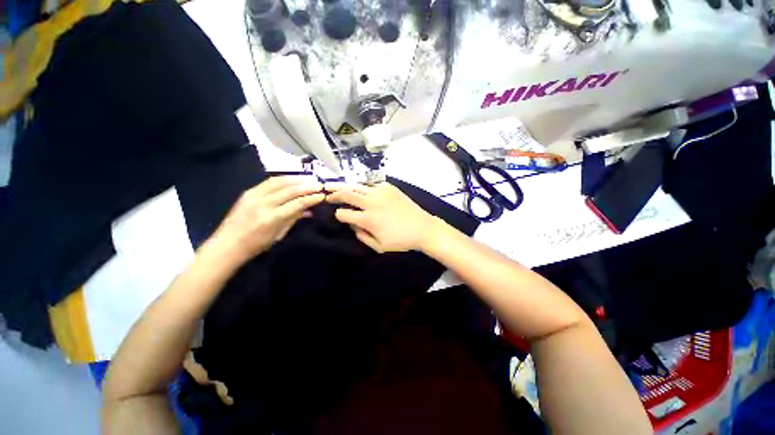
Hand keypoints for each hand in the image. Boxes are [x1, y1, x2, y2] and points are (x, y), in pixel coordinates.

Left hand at [211, 176, 324, 263]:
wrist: (226, 245)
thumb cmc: (255, 245)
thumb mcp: (278, 235)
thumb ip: (294, 219)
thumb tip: (309, 211)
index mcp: (271, 218)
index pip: (297, 203)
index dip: (311, 198)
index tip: (322, 196)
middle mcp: (263, 203)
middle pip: (290, 190)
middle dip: (307, 186)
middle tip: (319, 185)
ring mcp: (254, 195)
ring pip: (279, 182)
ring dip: (296, 179)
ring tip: (308, 178)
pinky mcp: (248, 192)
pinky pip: (269, 181)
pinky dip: (283, 178)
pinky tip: (292, 178)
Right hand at [326, 182, 436, 252]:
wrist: (423, 228)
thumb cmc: (401, 241)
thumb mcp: (379, 246)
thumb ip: (361, 236)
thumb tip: (352, 225)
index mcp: (368, 219)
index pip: (343, 214)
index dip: (338, 215)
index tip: (339, 215)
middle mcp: (371, 202)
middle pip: (346, 194)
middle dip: (334, 194)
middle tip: (328, 194)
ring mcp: (381, 192)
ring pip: (357, 185)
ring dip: (346, 187)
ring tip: (337, 187)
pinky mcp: (389, 187)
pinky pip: (371, 183)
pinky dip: (363, 186)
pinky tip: (361, 189)